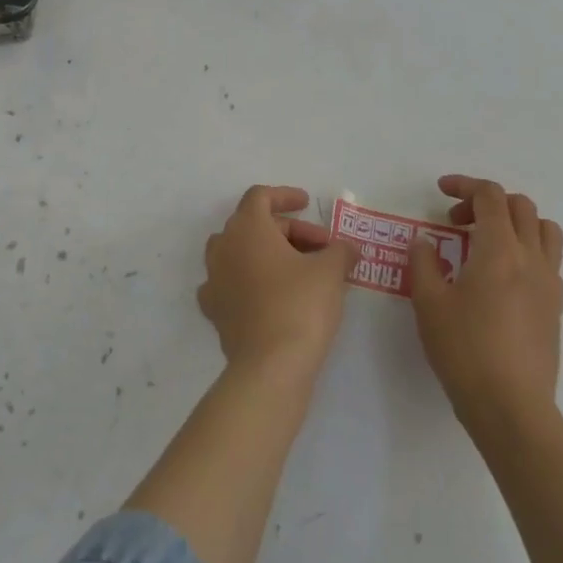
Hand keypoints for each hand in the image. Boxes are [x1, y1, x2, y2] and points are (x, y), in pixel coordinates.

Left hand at [199, 186, 356, 376]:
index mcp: (247, 228)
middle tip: (321, 248)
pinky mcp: (214, 311)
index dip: (285, 196)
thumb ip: (340, 251)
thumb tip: (348, 248)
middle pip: (253, 225)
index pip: (260, 196)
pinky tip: (272, 295)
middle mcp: (223, 247)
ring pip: (240, 253)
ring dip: (268, 254)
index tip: (307, 203)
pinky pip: (232, 284)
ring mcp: (214, 280)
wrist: (270, 366)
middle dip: (289, 231)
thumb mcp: (330, 271)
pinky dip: (251, 282)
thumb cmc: (300, 305)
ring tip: (299, 270)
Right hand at [407, 175, 562, 430]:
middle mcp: (531, 258)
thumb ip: (424, 263)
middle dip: (486, 202)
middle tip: (457, 222)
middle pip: (520, 206)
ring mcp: (549, 283)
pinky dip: (527, 249)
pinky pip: (549, 259)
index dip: (465, 185)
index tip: (441, 191)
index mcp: (500, 250)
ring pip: (544, 229)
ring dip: (515, 222)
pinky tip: (501, 276)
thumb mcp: (429, 303)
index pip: (491, 196)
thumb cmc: (464, 351)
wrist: (511, 407)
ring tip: (488, 241)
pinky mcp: (555, 307)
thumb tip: (425, 241)